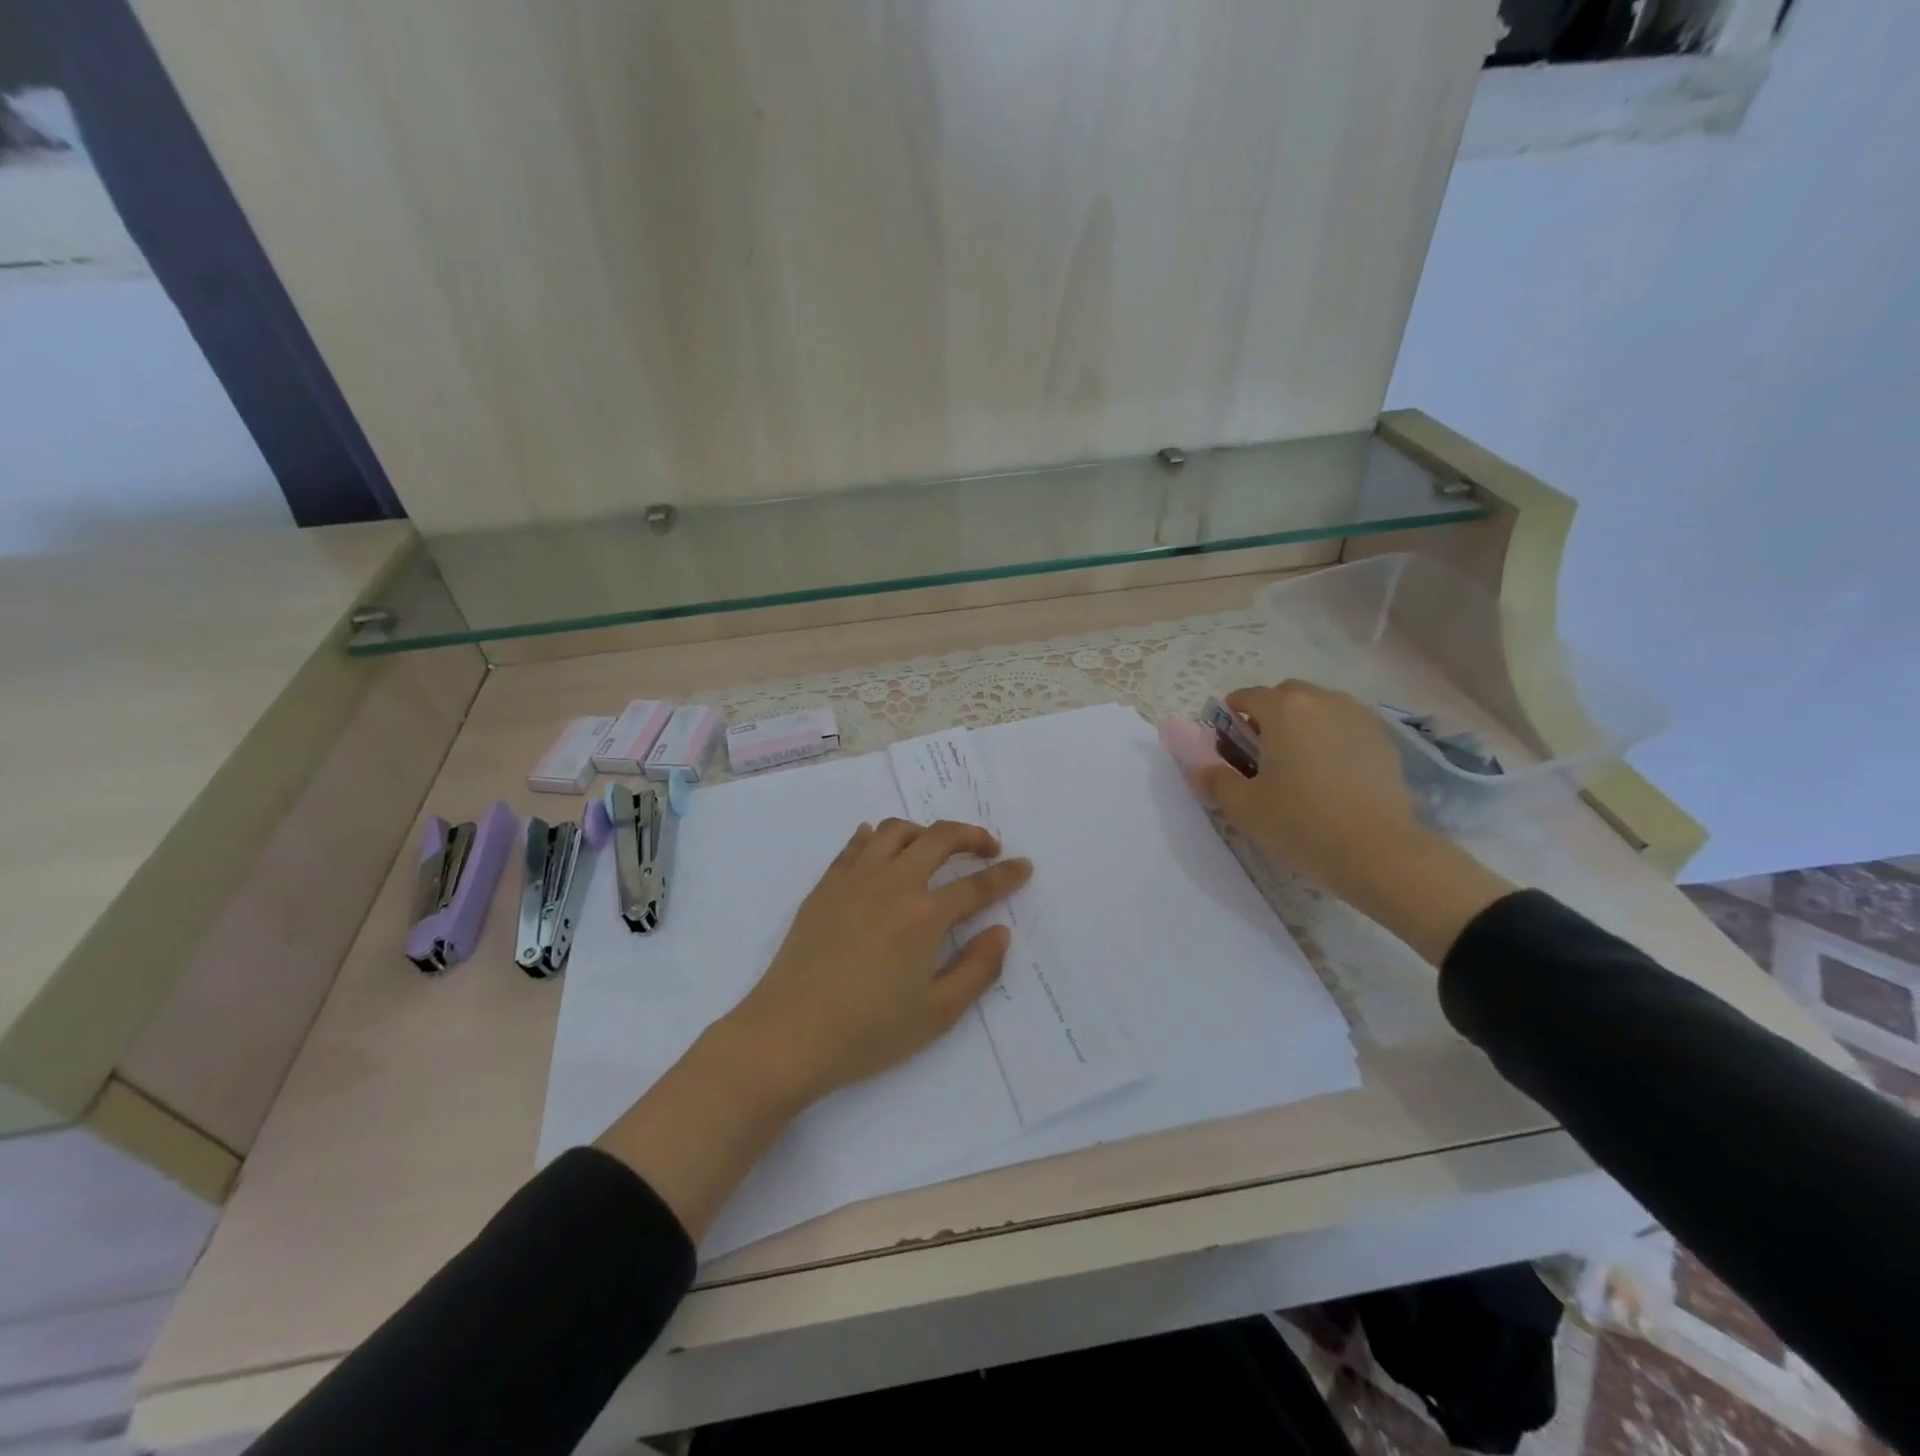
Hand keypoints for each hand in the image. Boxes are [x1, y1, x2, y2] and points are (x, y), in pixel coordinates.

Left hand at [722, 819, 1032, 1104]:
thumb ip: (978, 970)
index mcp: (924, 915)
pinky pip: (855, 845)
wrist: (788, 1034)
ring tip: (935, 848)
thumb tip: (1000, 932)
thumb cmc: (868, 1032)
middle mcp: (893, 883)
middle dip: (971, 836)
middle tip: (987, 848)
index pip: (977, 885)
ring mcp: (854, 879)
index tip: (1024, 866)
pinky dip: (876, 837)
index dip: (1006, 875)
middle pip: (939, 838)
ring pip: (895, 831)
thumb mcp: (937, 1014)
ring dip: (924, 831)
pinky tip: (881, 847)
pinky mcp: (825, 886)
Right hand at [1188, 681, 1510, 964]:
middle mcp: (1323, 701)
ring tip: (1298, 767)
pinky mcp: (1383, 740)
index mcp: (1285, 709)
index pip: (1246, 697)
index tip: (1228, 750)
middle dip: (1267, 718)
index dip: (1229, 720)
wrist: (1380, 854)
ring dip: (1301, 726)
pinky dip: (1330, 739)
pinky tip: (1330, 777)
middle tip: (1261, 758)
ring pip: (1318, 709)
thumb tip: (1197, 767)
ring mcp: (1359, 718)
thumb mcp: (1243, 807)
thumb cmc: (1302, 824)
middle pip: (1285, 696)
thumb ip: (1213, 780)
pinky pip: (1345, 726)